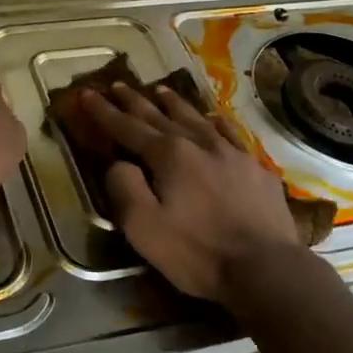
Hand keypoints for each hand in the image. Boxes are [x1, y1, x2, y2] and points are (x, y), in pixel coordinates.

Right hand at [79, 83, 300, 306]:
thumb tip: (119, 163)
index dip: (104, 112)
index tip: (86, 94)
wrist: (266, 268)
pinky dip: (215, 122)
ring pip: (196, 118)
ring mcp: (232, 153)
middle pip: (160, 116)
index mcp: (169, 156)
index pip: (128, 127)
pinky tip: (213, 119)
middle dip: (135, 101)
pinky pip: (230, 133)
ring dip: (174, 103)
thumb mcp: (144, 228)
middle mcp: (199, 143)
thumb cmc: (197, 252)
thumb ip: (124, 188)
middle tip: (117, 84)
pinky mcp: (256, 168)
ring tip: (160, 90)